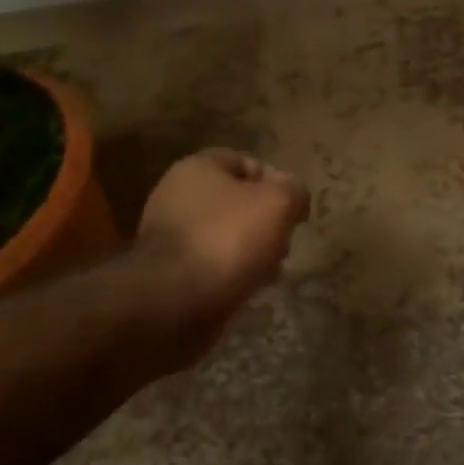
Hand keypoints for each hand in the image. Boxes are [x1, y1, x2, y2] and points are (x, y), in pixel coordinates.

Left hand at [134, 149, 310, 322]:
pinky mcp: (168, 273)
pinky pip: (212, 265)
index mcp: (197, 168)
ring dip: (252, 250)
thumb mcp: (278, 203)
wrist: (173, 302)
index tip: (293, 209)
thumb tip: (294, 198)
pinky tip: (250, 289)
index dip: (276, 182)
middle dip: (265, 222)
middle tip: (284, 242)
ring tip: (272, 271)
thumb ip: (294, 191)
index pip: (246, 162)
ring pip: (225, 235)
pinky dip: (232, 274)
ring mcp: (170, 236)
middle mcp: (177, 196)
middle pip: (236, 201)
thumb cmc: (227, 239)